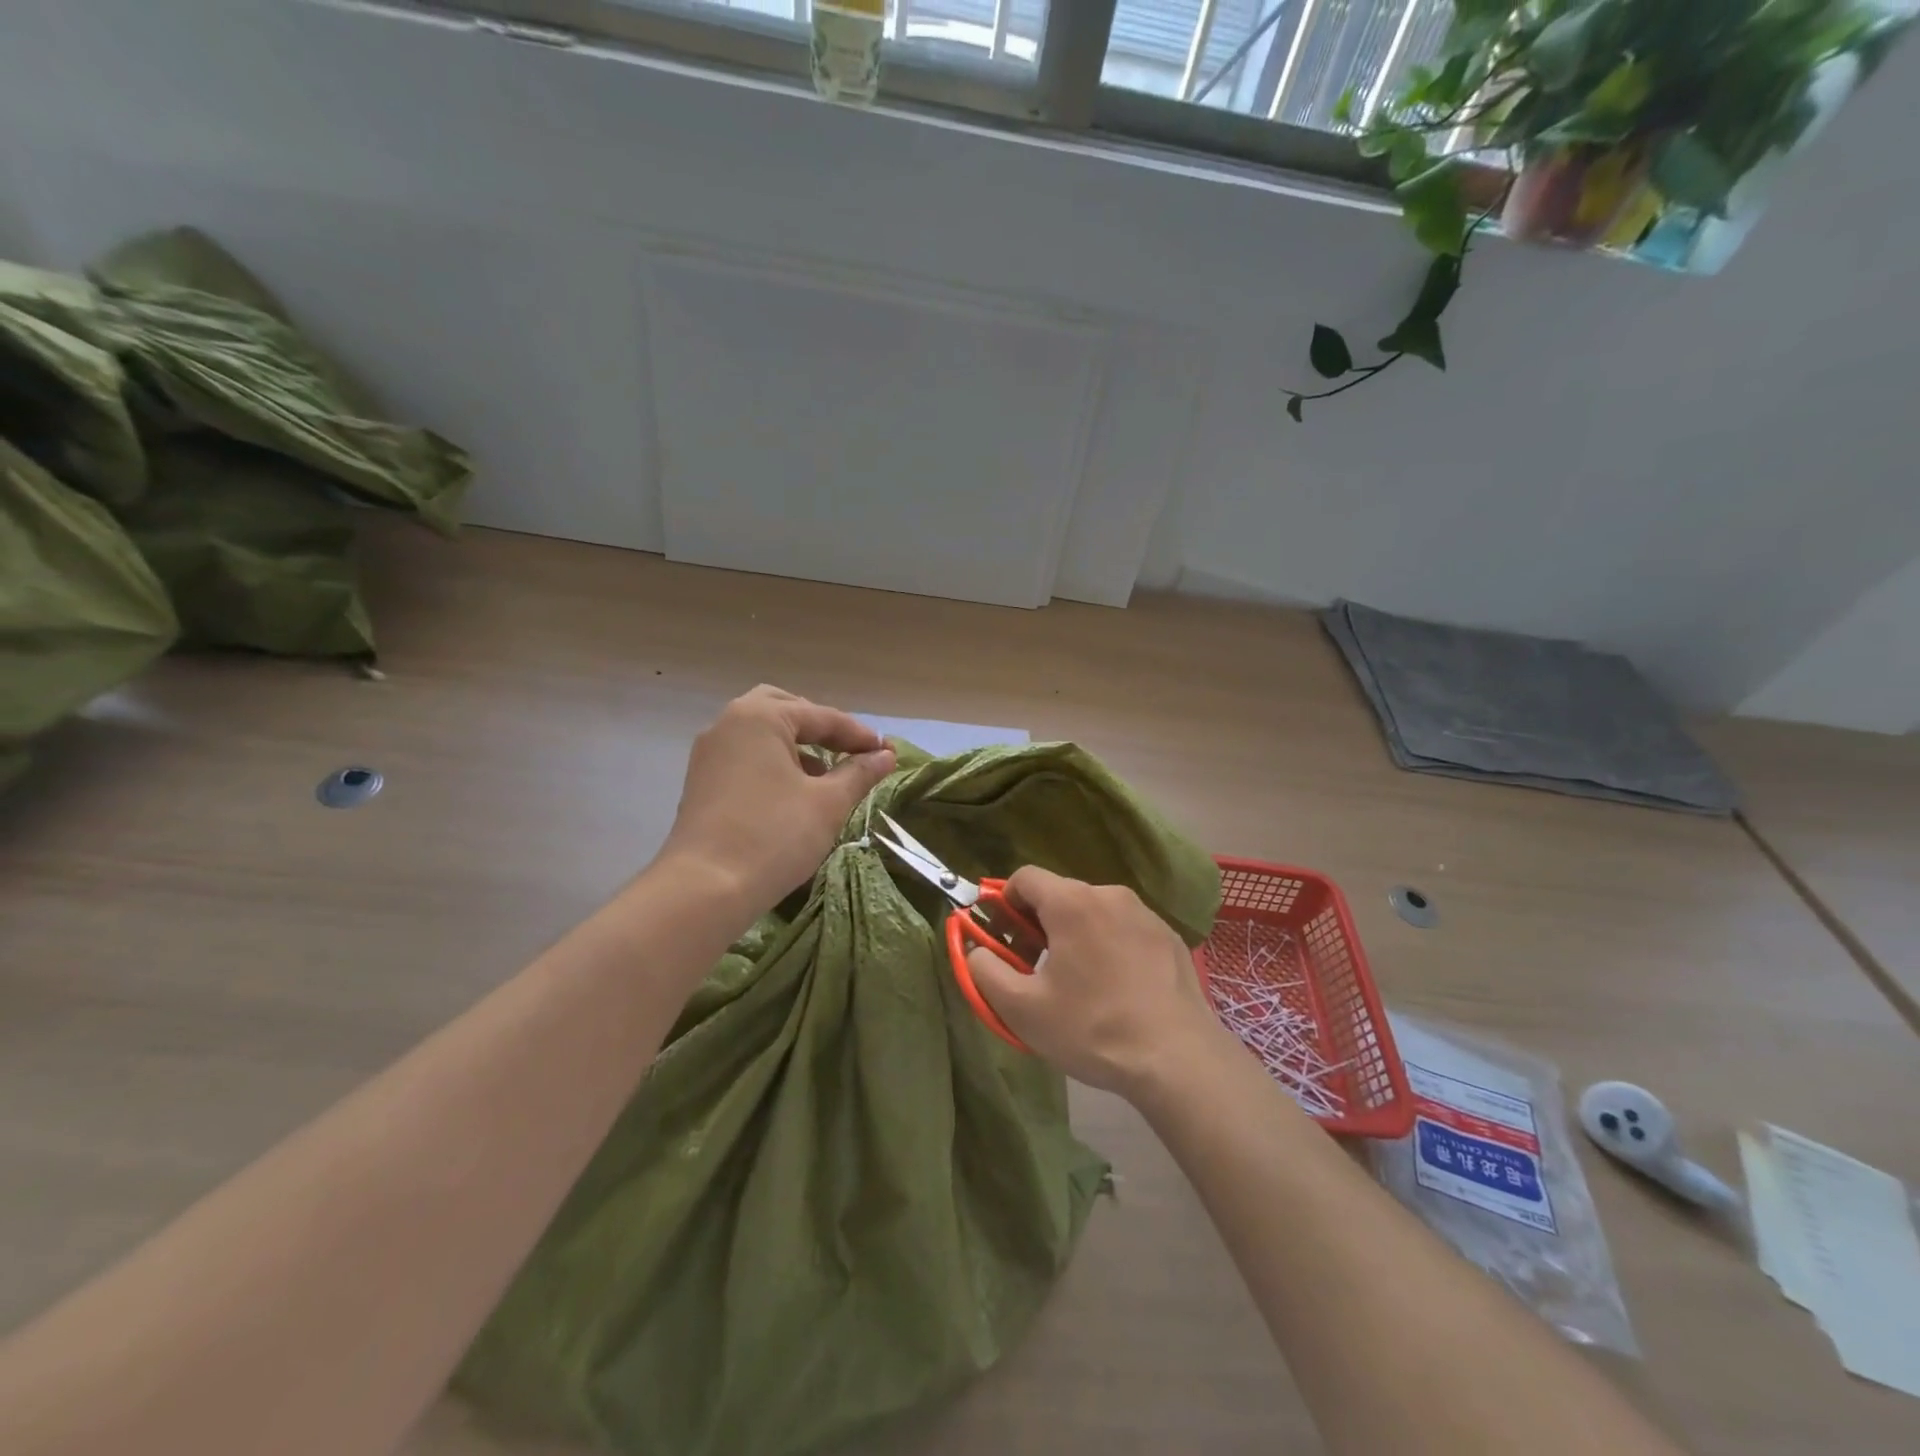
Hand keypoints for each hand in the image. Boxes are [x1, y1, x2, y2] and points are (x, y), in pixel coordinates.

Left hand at [658, 686, 894, 920]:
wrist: (706, 888)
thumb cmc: (774, 836)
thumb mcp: (828, 803)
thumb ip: (859, 773)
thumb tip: (885, 755)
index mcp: (760, 717)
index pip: (821, 716)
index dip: (858, 735)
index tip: (885, 752)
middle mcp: (729, 723)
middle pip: (784, 710)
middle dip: (820, 728)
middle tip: (848, 751)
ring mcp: (710, 753)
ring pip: (761, 734)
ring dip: (796, 747)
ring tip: (826, 776)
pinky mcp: (702, 782)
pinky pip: (745, 757)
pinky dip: (773, 764)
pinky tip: (793, 794)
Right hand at [965, 867, 1224, 1097]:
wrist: (1177, 1059)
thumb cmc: (1091, 1028)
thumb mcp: (1021, 1009)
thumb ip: (984, 970)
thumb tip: (976, 951)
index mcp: (1072, 902)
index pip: (1024, 877)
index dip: (1004, 903)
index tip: (1004, 940)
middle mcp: (1109, 894)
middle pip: (1060, 894)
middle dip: (1039, 923)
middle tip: (1035, 969)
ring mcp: (1145, 914)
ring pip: (1094, 912)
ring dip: (1076, 935)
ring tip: (1079, 984)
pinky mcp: (1170, 937)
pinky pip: (1125, 929)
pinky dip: (1110, 946)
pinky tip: (1117, 990)